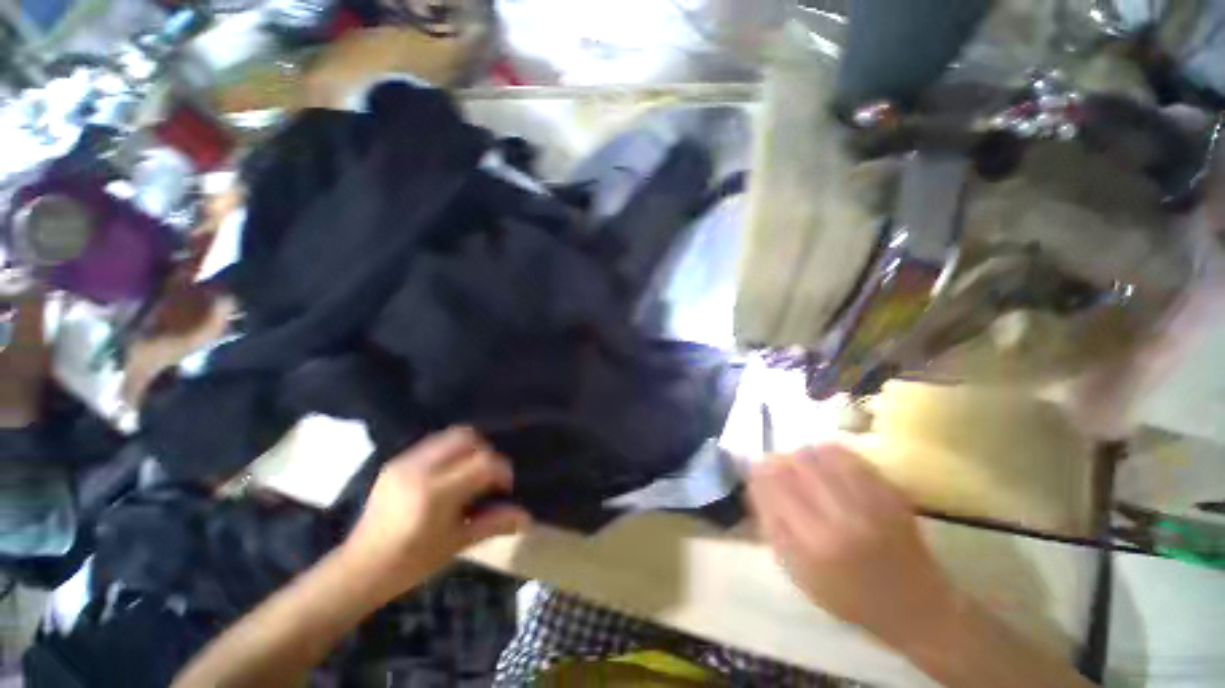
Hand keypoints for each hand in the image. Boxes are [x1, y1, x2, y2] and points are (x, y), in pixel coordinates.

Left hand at [340, 427, 530, 598]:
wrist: (359, 568)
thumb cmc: (411, 562)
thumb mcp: (456, 544)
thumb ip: (494, 524)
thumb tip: (527, 517)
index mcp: (436, 493)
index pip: (483, 463)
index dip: (502, 471)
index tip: (505, 487)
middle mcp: (421, 469)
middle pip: (467, 438)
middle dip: (486, 452)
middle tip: (488, 476)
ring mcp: (405, 462)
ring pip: (450, 435)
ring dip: (469, 448)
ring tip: (470, 472)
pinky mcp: (396, 461)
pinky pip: (434, 444)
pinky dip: (450, 451)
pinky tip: (449, 475)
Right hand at [749, 445, 958, 650]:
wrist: (916, 606)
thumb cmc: (850, 598)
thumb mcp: (800, 575)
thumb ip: (773, 528)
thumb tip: (756, 488)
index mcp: (816, 542)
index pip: (774, 486)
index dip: (758, 473)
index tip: (754, 473)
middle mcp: (842, 515)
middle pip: (796, 463)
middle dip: (778, 461)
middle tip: (775, 468)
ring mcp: (870, 500)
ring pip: (821, 453)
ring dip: (801, 455)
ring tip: (798, 466)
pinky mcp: (890, 491)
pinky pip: (849, 456)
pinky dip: (828, 453)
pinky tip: (824, 463)